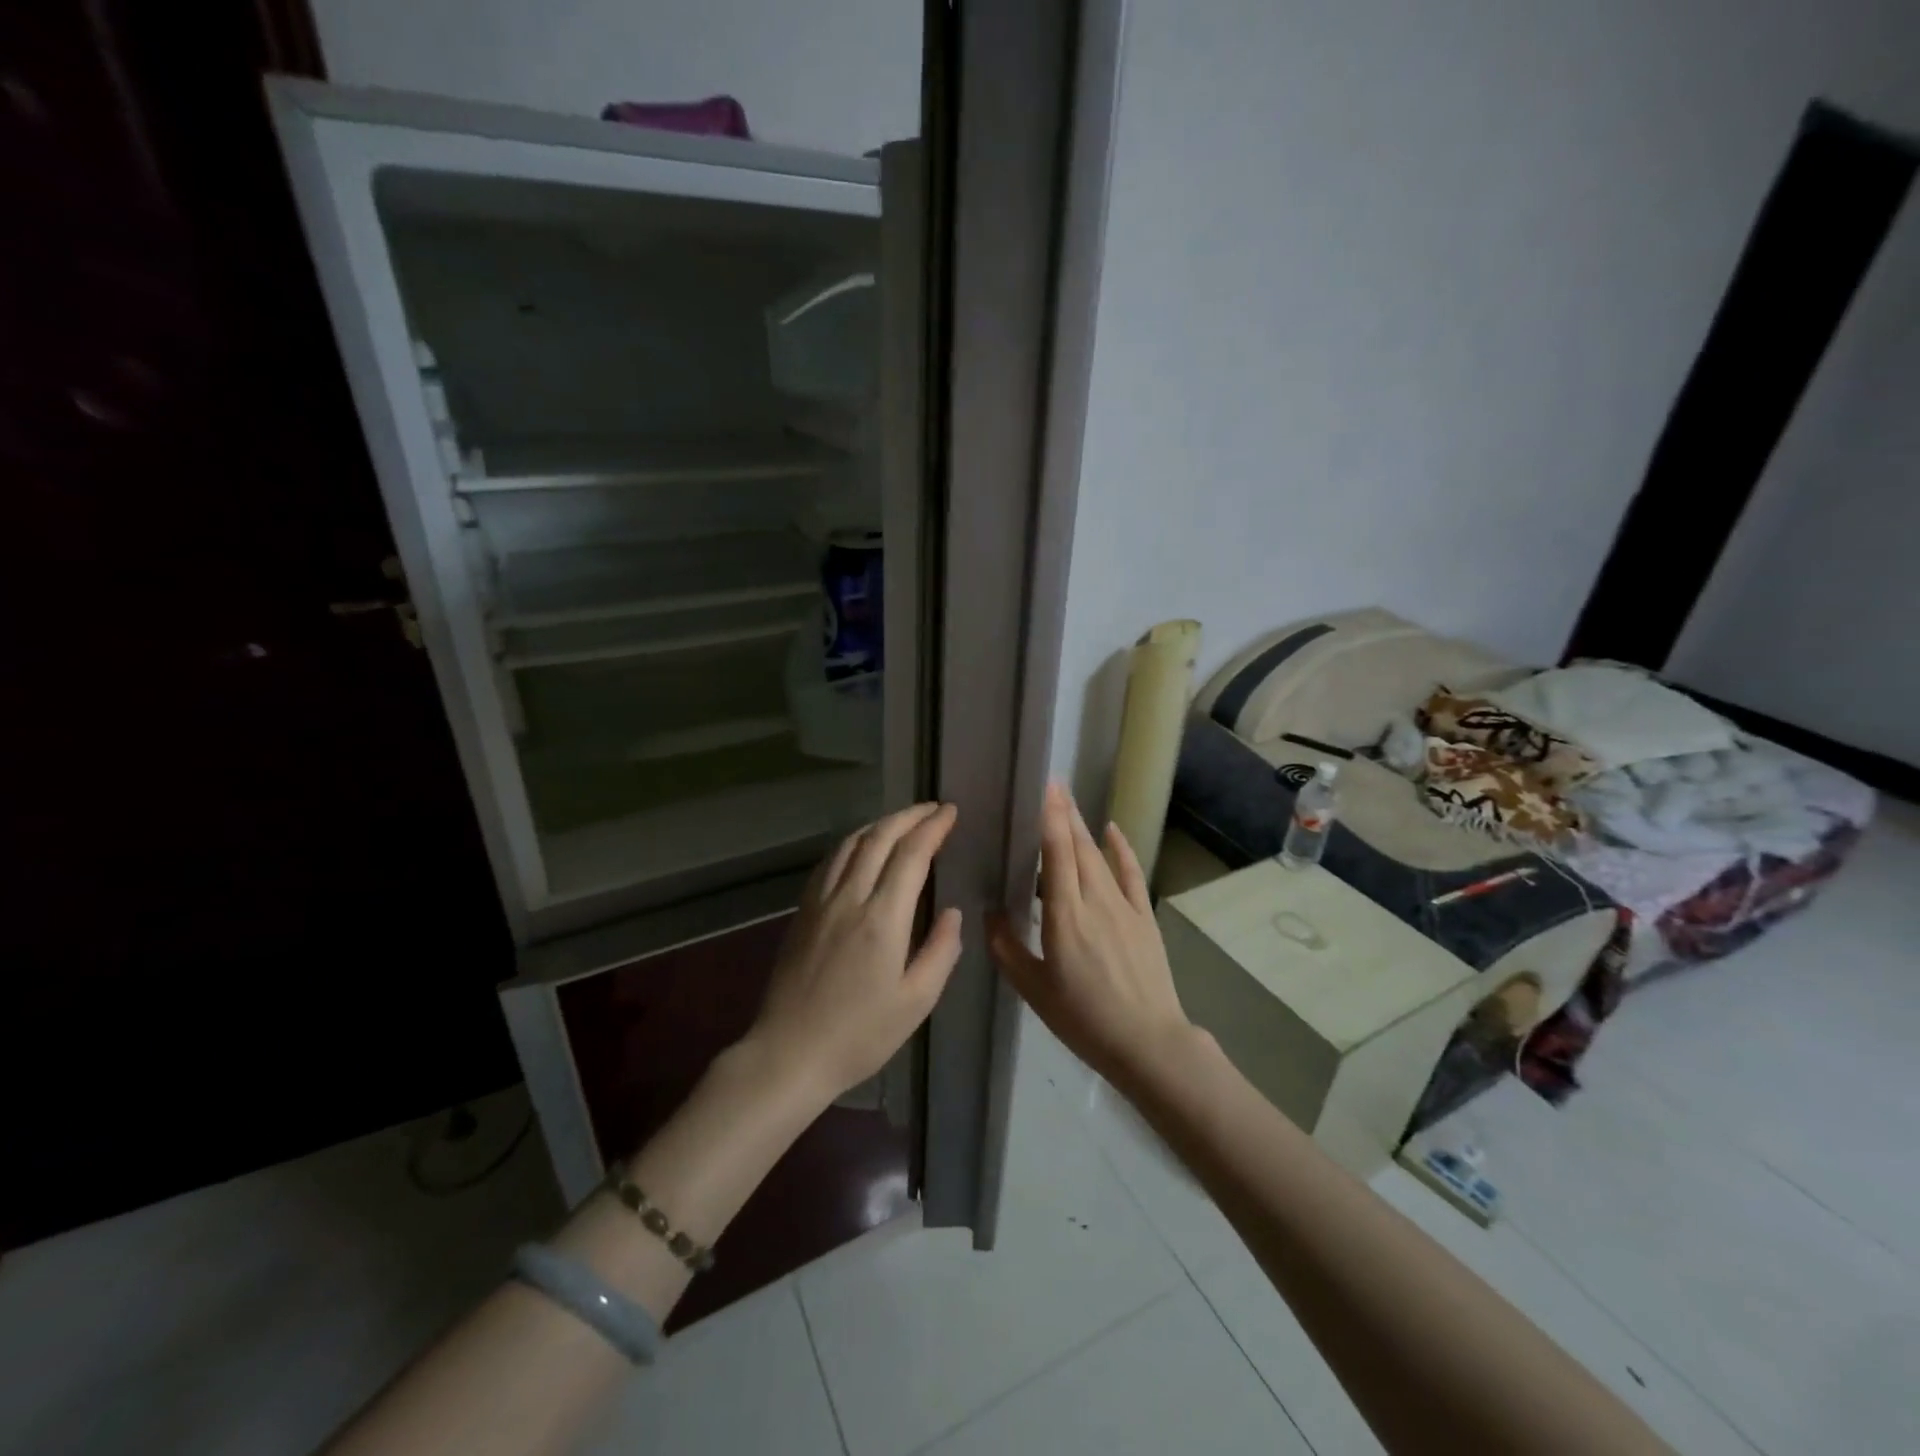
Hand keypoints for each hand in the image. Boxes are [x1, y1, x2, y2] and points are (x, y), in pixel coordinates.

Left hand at [744, 802, 962, 1108]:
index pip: (911, 855)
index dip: (932, 828)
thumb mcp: (916, 1002)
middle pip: (879, 838)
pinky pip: (829, 862)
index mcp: (883, 919)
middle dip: (909, 816)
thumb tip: (952, 913)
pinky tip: (860, 847)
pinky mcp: (802, 912)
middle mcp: (850, 898)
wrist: (789, 1054)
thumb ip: (940, 951)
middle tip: (932, 808)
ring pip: (850, 844)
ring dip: (880, 824)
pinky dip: (851, 843)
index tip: (950, 812)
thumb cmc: (860, 1036)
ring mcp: (820, 902)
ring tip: (902, 820)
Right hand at [988, 783, 1193, 1085]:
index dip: (1051, 818)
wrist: (1148, 1043)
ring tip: (1068, 803)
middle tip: (1051, 786)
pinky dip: (1121, 849)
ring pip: (1099, 856)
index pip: (1057, 855)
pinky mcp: (1143, 918)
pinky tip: (1111, 831)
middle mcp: (1095, 902)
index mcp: (1065, 918)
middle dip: (1065, 814)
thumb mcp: (1034, 990)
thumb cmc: (1084, 1019)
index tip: (1044, 788)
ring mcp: (1123, 907)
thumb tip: (989, 913)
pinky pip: (1130, 874)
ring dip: (1083, 827)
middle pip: (1078, 847)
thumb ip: (1007, 949)